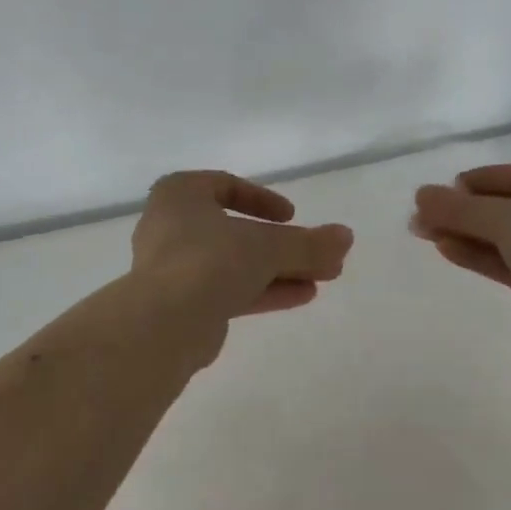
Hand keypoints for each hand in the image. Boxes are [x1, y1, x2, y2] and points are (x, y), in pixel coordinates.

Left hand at [131, 171, 353, 329]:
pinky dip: (263, 290)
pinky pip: (227, 289)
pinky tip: (302, 296)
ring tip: (324, 278)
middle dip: (282, 244)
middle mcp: (170, 227)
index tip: (291, 216)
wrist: (164, 323)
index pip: (223, 186)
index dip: (262, 199)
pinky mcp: (180, 305)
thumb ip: (308, 242)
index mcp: (179, 195)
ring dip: (279, 269)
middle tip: (321, 255)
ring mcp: (173, 268)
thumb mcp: (267, 245)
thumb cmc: (210, 260)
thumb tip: (346, 237)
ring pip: (234, 263)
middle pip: (236, 231)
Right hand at [412, 161, 510, 350]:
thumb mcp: (510, 219)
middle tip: (424, 212)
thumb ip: (462, 208)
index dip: (482, 180)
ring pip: (510, 237)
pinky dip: (481, 255)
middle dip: (467, 211)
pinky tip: (445, 248)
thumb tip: (420, 196)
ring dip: (468, 233)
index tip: (445, 186)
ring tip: (423, 230)